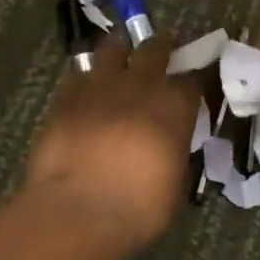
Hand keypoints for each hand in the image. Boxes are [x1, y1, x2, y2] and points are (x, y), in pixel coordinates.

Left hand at [24, 34, 201, 253]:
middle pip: (154, 48)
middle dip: (161, 47)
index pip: (193, 79)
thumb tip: (172, 145)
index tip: (194, 87)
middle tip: (162, 51)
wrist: (76, 213)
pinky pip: (78, 74)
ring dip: (120, 53)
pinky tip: (86, 91)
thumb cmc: (137, 209)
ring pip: (111, 48)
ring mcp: (98, 86)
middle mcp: (139, 86)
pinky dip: (86, 79)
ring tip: (119, 63)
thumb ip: (175, 153)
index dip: (195, 81)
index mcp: (174, 107)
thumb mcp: (175, 185)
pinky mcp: (65, 97)